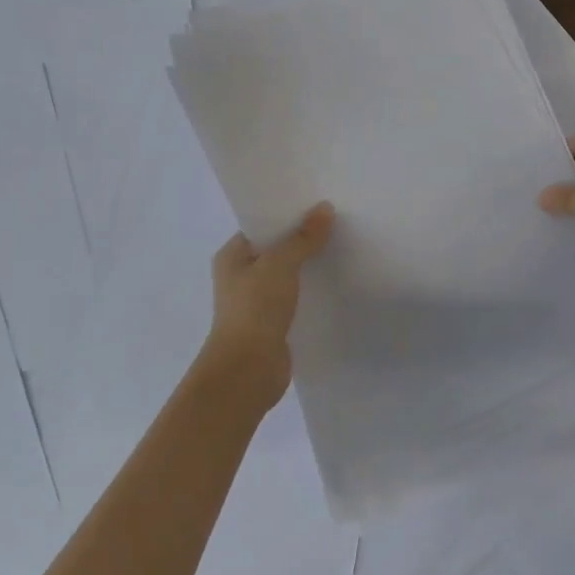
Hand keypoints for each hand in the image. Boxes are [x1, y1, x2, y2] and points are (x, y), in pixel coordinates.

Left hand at [199, 202, 334, 407]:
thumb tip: (325, 208)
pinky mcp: (273, 324)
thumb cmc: (255, 308)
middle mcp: (241, 276)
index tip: (318, 204)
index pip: (262, 227)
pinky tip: (336, 283)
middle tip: (337, 223)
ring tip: (342, 248)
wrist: (247, 371)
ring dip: (309, 266)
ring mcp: (257, 302)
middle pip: (277, 250)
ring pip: (288, 275)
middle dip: (303, 239)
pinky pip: (296, 298)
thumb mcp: (280, 264)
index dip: (288, 215)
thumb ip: (303, 237)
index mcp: (232, 256)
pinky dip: (312, 291)